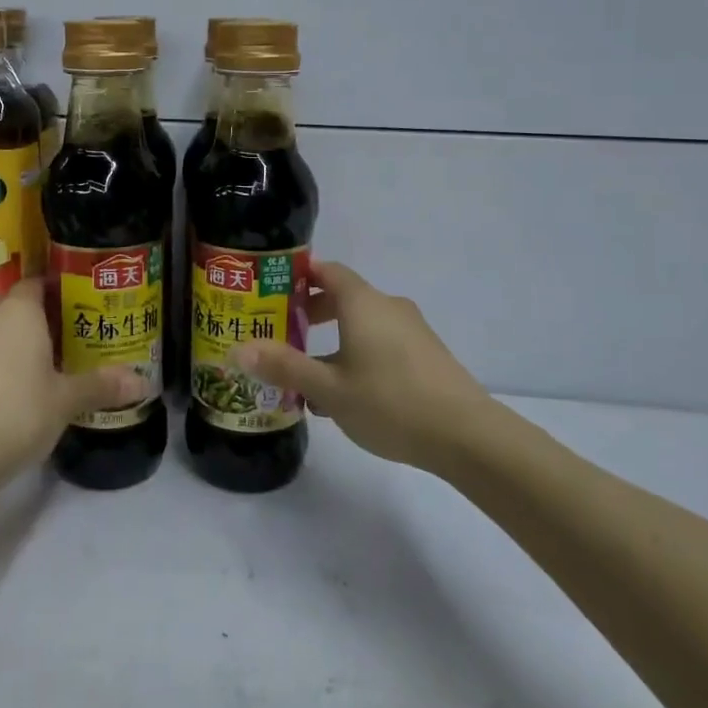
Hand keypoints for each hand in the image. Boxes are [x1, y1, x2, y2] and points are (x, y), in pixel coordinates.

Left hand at [0, 279, 144, 466]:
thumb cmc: (16, 412)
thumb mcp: (66, 400)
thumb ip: (101, 385)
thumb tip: (144, 382)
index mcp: (18, 310)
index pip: (39, 282)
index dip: (60, 289)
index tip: (84, 302)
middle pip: (14, 302)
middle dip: (38, 314)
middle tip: (69, 331)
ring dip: (15, 338)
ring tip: (47, 358)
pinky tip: (18, 386)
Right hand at [234, 261, 491, 472]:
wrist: (468, 436)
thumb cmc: (390, 402)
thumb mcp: (329, 389)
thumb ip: (284, 367)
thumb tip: (238, 350)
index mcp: (363, 303)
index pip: (328, 271)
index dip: (300, 277)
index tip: (274, 292)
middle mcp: (388, 307)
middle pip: (345, 296)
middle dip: (312, 312)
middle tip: (283, 333)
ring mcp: (413, 331)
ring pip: (364, 323)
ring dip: (335, 339)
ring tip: (310, 373)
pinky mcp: (427, 355)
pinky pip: (383, 342)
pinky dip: (359, 353)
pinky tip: (348, 394)